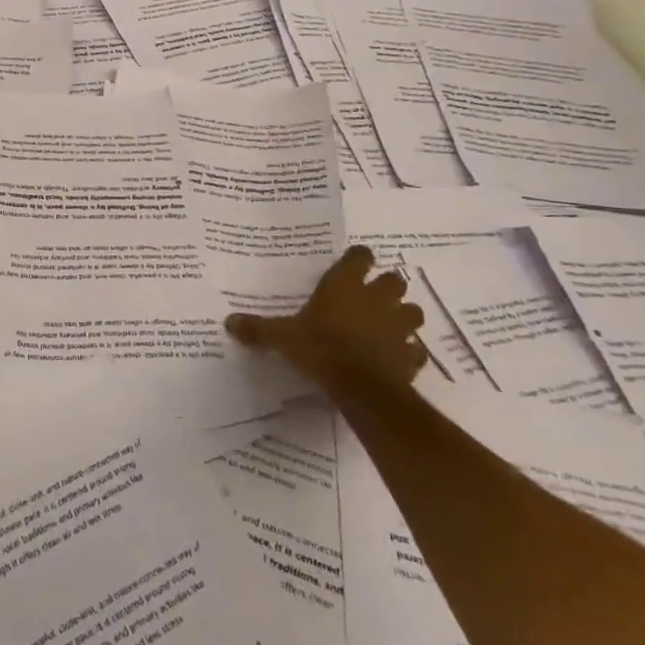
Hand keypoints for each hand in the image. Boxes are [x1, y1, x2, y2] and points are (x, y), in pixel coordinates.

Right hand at [225, 245, 426, 390]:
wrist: (361, 387)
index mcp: (346, 286)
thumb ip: (258, 329)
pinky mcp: (411, 355)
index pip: (360, 257)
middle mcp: (377, 299)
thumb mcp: (282, 337)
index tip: (352, 265)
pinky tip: (396, 357)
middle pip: (395, 280)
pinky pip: (415, 349)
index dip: (358, 259)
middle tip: (371, 297)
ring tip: (387, 326)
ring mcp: (398, 327)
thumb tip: (228, 321)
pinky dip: (408, 351)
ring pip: (413, 312)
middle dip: (387, 287)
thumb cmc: (320, 348)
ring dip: (403, 316)